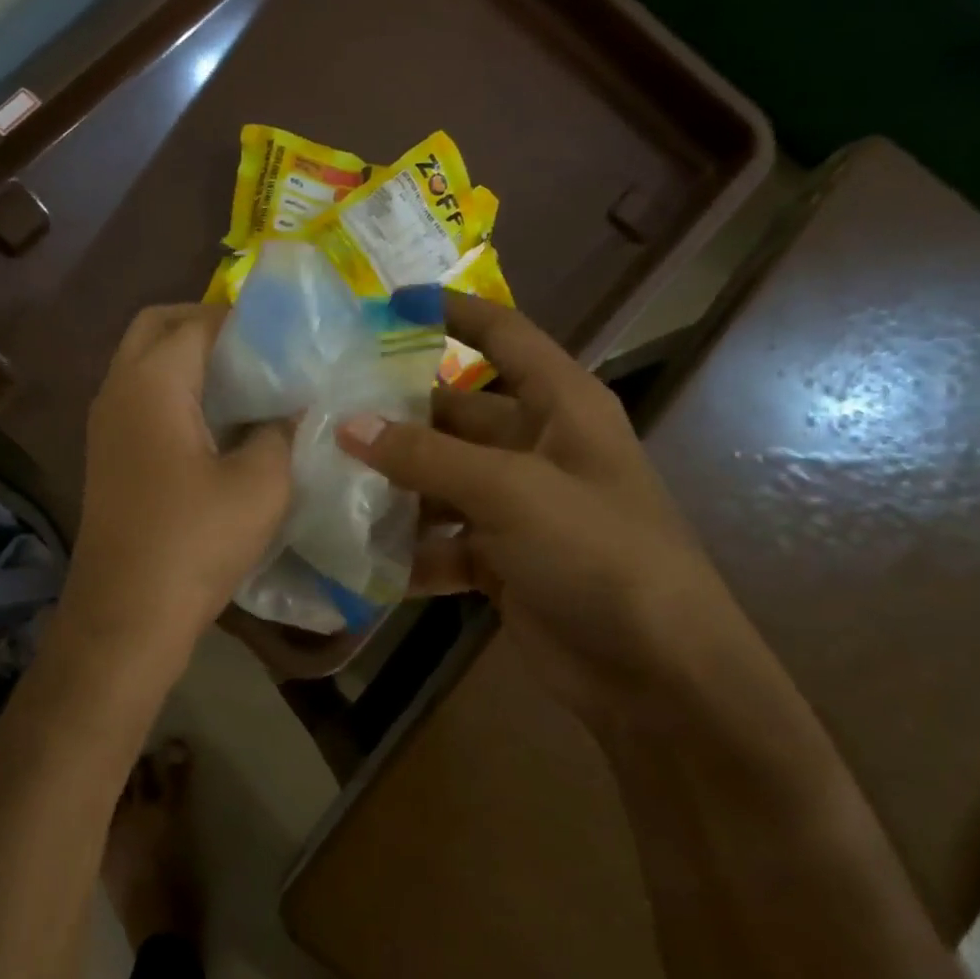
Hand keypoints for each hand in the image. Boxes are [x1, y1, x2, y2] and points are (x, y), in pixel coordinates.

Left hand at [61, 305, 291, 660]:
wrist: (126, 616)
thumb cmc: (194, 543)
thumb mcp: (260, 484)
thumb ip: (282, 432)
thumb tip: (293, 408)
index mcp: (152, 382)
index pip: (199, 320)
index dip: (245, 319)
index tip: (290, 334)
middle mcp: (118, 389)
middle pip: (157, 326)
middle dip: (206, 324)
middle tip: (259, 349)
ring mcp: (105, 423)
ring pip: (144, 362)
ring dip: (189, 359)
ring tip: (247, 382)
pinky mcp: (108, 454)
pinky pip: (140, 398)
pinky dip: (175, 391)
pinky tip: (218, 424)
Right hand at [337, 294, 793, 732]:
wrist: (656, 673)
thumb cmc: (599, 555)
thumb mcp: (512, 492)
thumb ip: (426, 456)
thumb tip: (348, 423)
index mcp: (561, 406)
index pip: (504, 335)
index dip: (451, 312)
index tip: (388, 305)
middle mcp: (537, 447)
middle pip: (454, 413)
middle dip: (395, 414)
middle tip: (323, 410)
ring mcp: (517, 506)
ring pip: (439, 480)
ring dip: (391, 486)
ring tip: (324, 481)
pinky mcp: (499, 559)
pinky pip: (440, 541)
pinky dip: (407, 550)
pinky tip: (358, 557)